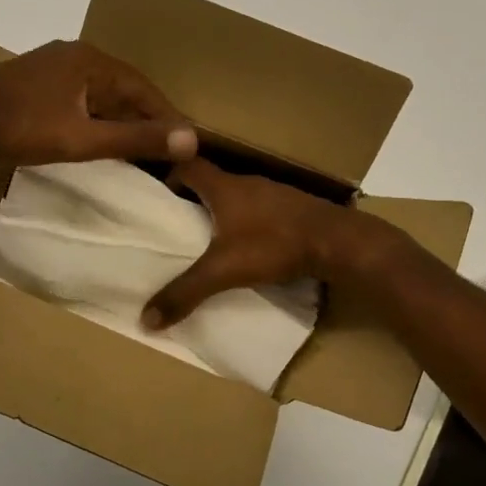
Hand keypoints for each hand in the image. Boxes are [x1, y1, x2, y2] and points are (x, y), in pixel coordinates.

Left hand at [0, 40, 198, 166]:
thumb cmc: (20, 128)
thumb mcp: (82, 139)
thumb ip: (134, 140)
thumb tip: (191, 139)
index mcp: (92, 61)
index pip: (144, 90)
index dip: (168, 118)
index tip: (187, 146)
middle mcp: (76, 56)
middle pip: (124, 90)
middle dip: (146, 120)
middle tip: (168, 152)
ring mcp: (53, 67)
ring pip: (101, 95)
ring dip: (121, 121)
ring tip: (139, 150)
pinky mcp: (37, 83)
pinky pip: (81, 99)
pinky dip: (96, 119)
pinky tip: (98, 139)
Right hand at [143, 157, 379, 327]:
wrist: (339, 243)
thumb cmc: (275, 245)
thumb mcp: (224, 271)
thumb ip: (185, 292)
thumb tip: (146, 320)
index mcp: (224, 187)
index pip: (187, 166)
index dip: (168, 176)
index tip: (157, 198)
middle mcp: (248, 184)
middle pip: (212, 182)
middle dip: (193, 199)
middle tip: (177, 224)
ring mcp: (275, 194)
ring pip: (238, 197)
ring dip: (222, 212)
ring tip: (209, 238)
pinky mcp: (295, 209)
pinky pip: (261, 210)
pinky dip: (248, 223)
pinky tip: (249, 246)